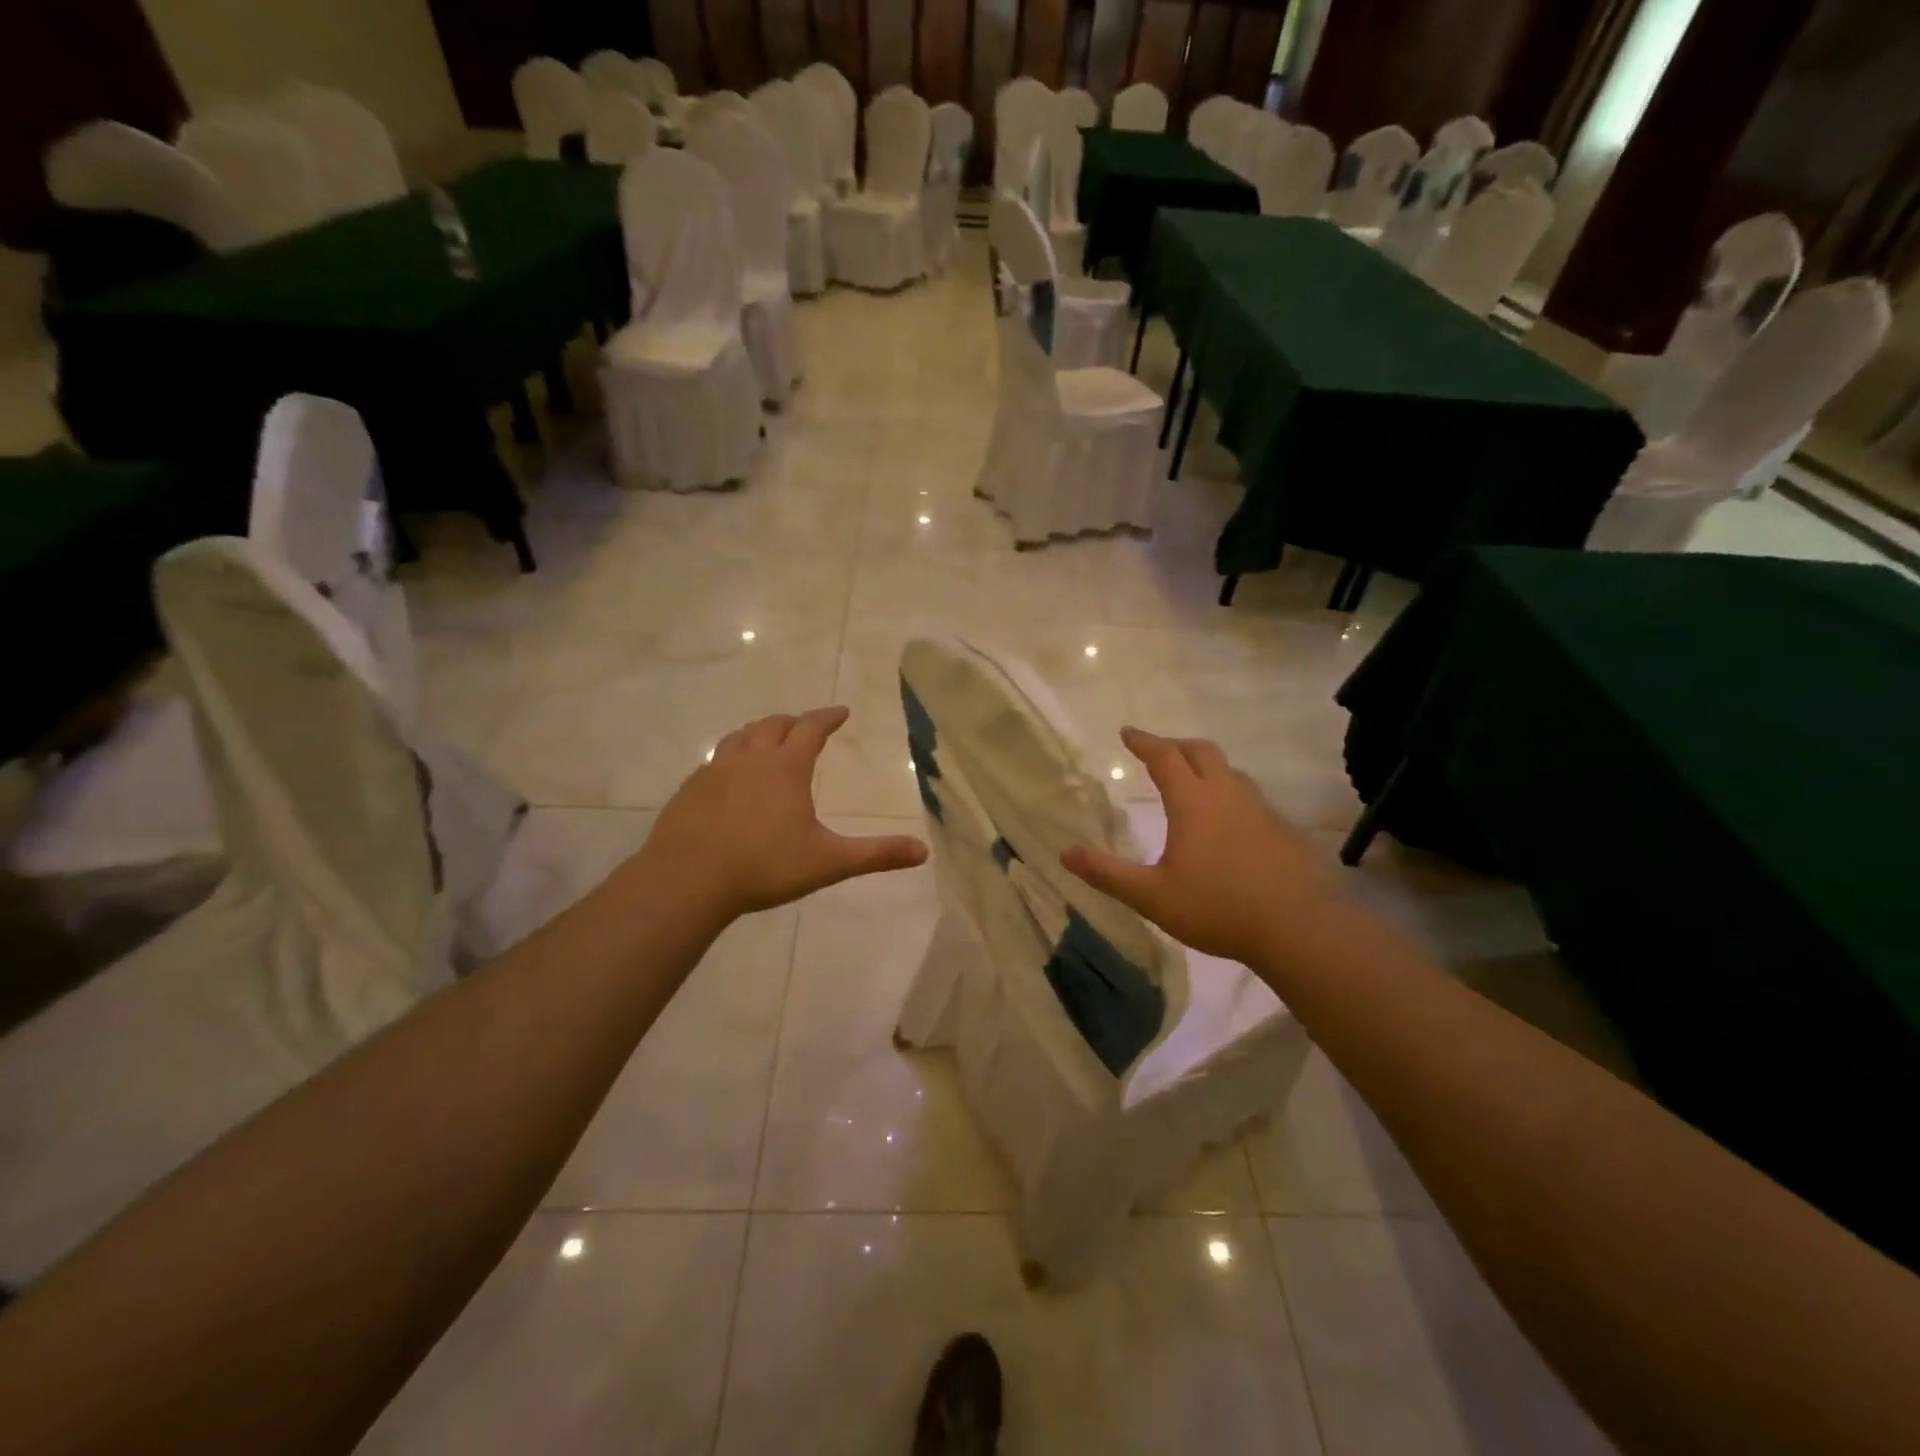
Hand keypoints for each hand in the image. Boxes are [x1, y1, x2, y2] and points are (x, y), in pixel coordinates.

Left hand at [636, 707, 927, 924]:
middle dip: (795, 722)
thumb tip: (924, 852)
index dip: (829, 717)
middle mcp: (750, 759)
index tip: (842, 711)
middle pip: (774, 725)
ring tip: (769, 740)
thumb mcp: (828, 862)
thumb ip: (876, 855)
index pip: (812, 728)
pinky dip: (732, 757)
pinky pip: (715, 760)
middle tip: (807, 726)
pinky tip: (730, 777)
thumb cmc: (764, 867)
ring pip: (740, 737)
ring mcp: (715, 771)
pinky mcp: (690, 789)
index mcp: (786, 767)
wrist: (687, 880)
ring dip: (760, 732)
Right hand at [1061, 727, 1339, 965]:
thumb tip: (1065, 853)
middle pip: (1201, 751)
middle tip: (1158, 751)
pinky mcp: (1283, 829)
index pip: (1164, 756)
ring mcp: (1261, 809)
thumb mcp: (1152, 896)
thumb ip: (1108, 873)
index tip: (1127, 732)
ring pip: (1230, 771)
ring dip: (1206, 766)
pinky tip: (1229, 822)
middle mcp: (1227, 794)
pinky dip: (1230, 793)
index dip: (1144, 741)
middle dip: (1175, 745)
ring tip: (1192, 782)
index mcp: (1193, 802)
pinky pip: (1251, 796)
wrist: (1299, 927)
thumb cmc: (1218, 908)